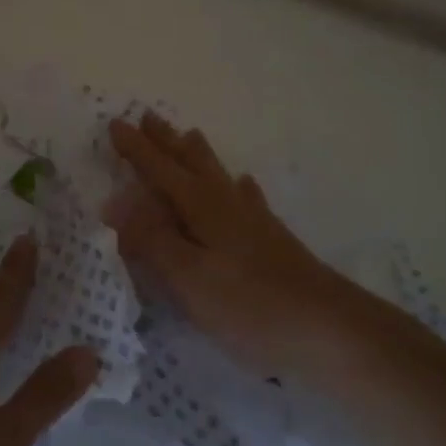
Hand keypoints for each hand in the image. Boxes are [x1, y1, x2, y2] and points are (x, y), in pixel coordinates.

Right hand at [105, 114, 359, 376]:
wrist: (330, 329)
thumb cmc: (249, 304)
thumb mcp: (188, 277)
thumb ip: (151, 239)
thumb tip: (115, 201)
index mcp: (200, 207)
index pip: (159, 169)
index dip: (135, 149)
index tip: (115, 123)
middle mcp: (225, 203)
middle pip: (190, 162)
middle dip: (166, 140)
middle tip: (149, 116)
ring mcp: (253, 220)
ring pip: (218, 174)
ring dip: (198, 154)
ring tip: (190, 135)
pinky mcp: (272, 240)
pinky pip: (248, 198)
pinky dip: (239, 186)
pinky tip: (243, 185)